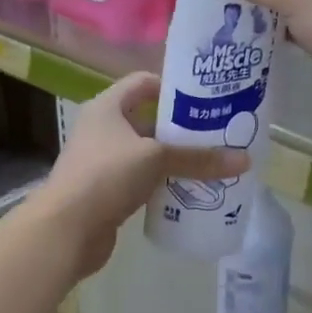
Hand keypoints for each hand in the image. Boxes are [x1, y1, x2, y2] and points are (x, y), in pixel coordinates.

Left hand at [30, 72, 248, 277]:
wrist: (65, 230)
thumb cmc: (106, 176)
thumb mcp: (156, 159)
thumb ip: (198, 158)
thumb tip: (246, 160)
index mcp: (107, 107)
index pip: (143, 82)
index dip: (173, 87)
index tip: (205, 99)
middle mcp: (102, 129)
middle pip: (147, 119)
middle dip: (181, 128)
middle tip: (218, 133)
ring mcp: (102, 161)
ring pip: (146, 153)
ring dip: (173, 158)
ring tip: (211, 162)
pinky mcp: (106, 191)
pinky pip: (141, 180)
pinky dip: (162, 183)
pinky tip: (188, 190)